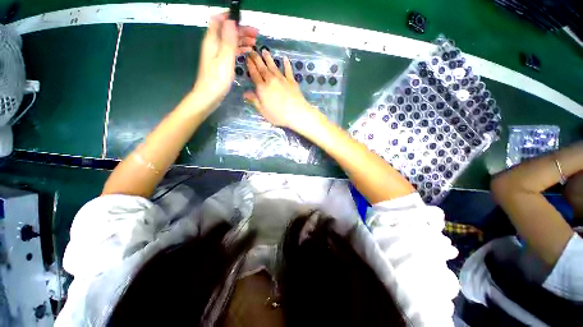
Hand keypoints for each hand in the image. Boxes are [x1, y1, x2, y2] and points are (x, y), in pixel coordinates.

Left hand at [193, 13, 258, 109]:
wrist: (209, 95)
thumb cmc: (217, 78)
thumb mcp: (225, 58)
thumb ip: (228, 40)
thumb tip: (231, 21)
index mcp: (212, 40)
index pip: (218, 20)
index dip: (230, 17)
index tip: (243, 19)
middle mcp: (213, 44)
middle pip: (227, 30)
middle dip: (241, 30)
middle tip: (256, 34)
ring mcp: (216, 53)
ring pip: (230, 41)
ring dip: (242, 40)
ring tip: (255, 43)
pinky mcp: (220, 62)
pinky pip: (230, 51)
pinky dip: (239, 49)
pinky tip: (247, 51)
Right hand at [244, 50, 326, 135]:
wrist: (297, 113)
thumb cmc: (279, 115)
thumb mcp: (263, 111)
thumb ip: (254, 101)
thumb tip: (245, 93)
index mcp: (262, 88)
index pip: (254, 74)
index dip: (250, 66)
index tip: (247, 58)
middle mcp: (271, 80)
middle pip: (262, 68)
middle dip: (256, 58)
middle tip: (252, 51)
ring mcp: (282, 79)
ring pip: (273, 66)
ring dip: (268, 58)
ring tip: (264, 51)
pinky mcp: (291, 81)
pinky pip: (288, 70)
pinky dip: (286, 64)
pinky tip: (285, 58)